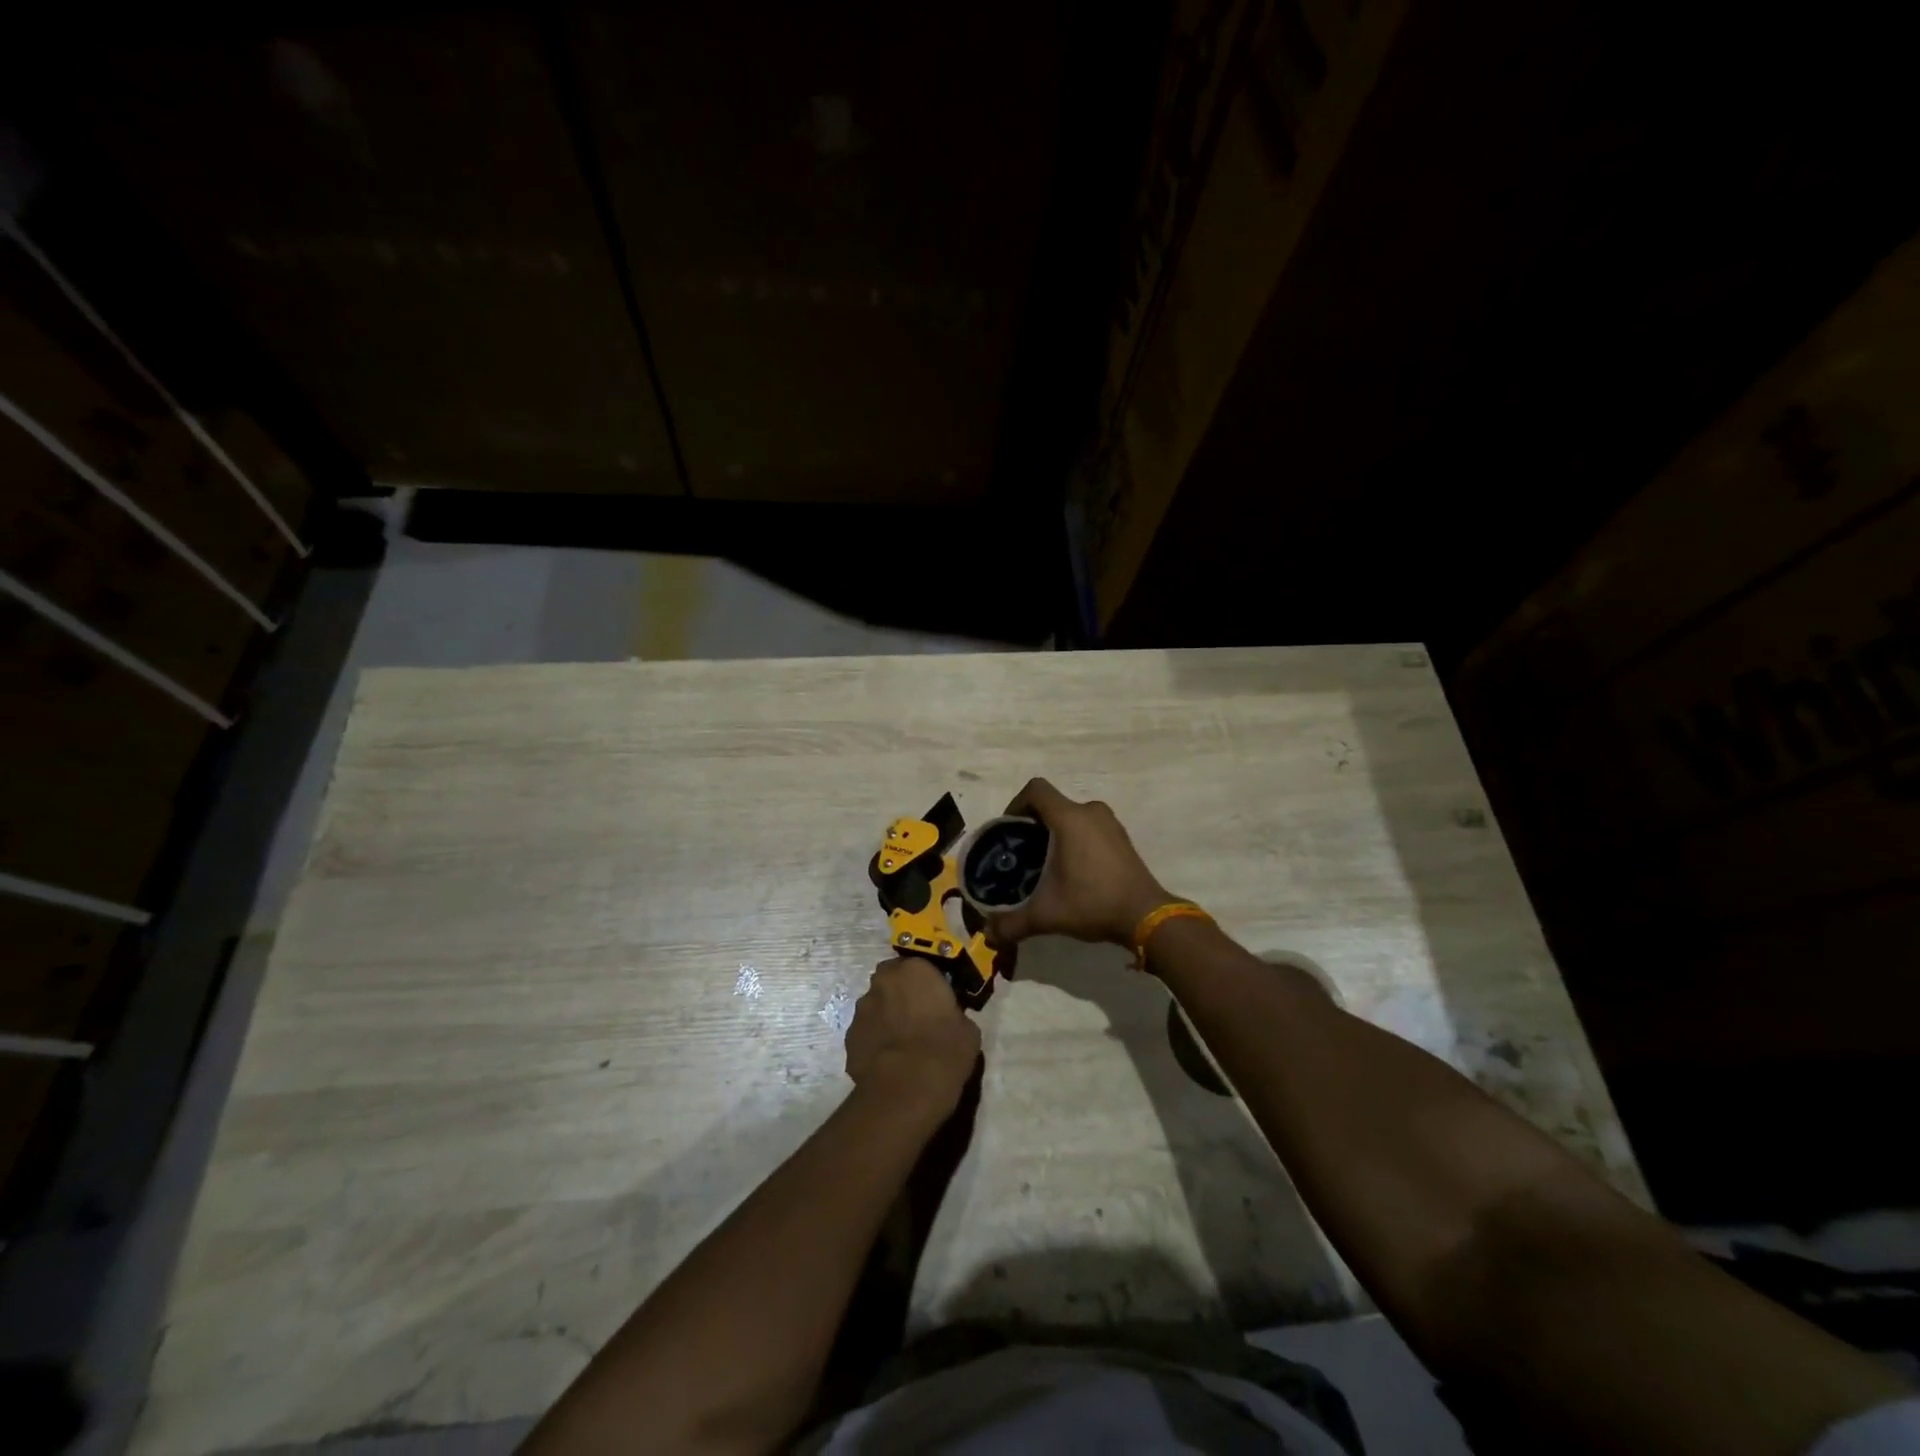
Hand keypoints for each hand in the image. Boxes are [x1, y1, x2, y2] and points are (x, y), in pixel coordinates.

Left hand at [845, 958, 980, 1118]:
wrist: (906, 1089)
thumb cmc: (944, 1051)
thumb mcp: (967, 1029)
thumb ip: (954, 1014)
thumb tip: (949, 1020)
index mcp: (915, 970)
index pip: (921, 965)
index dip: (927, 983)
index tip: (936, 1000)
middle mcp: (883, 981)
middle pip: (892, 980)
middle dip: (901, 993)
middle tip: (917, 1017)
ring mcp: (862, 1009)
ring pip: (876, 1005)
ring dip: (886, 1016)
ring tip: (901, 1043)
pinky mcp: (849, 1037)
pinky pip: (866, 1032)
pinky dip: (875, 1040)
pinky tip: (888, 1061)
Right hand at [985, 778, 1171, 946]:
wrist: (1145, 916)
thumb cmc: (1093, 903)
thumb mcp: (1047, 915)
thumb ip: (1012, 923)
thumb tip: (988, 934)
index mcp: (1069, 818)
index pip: (1035, 789)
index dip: (1016, 803)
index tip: (1008, 829)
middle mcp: (1090, 811)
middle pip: (1052, 803)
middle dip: (1033, 823)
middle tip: (1022, 852)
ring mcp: (1109, 822)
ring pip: (1072, 815)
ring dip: (1055, 831)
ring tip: (1044, 862)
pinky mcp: (1121, 836)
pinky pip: (1089, 825)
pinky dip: (1075, 838)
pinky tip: (1072, 868)